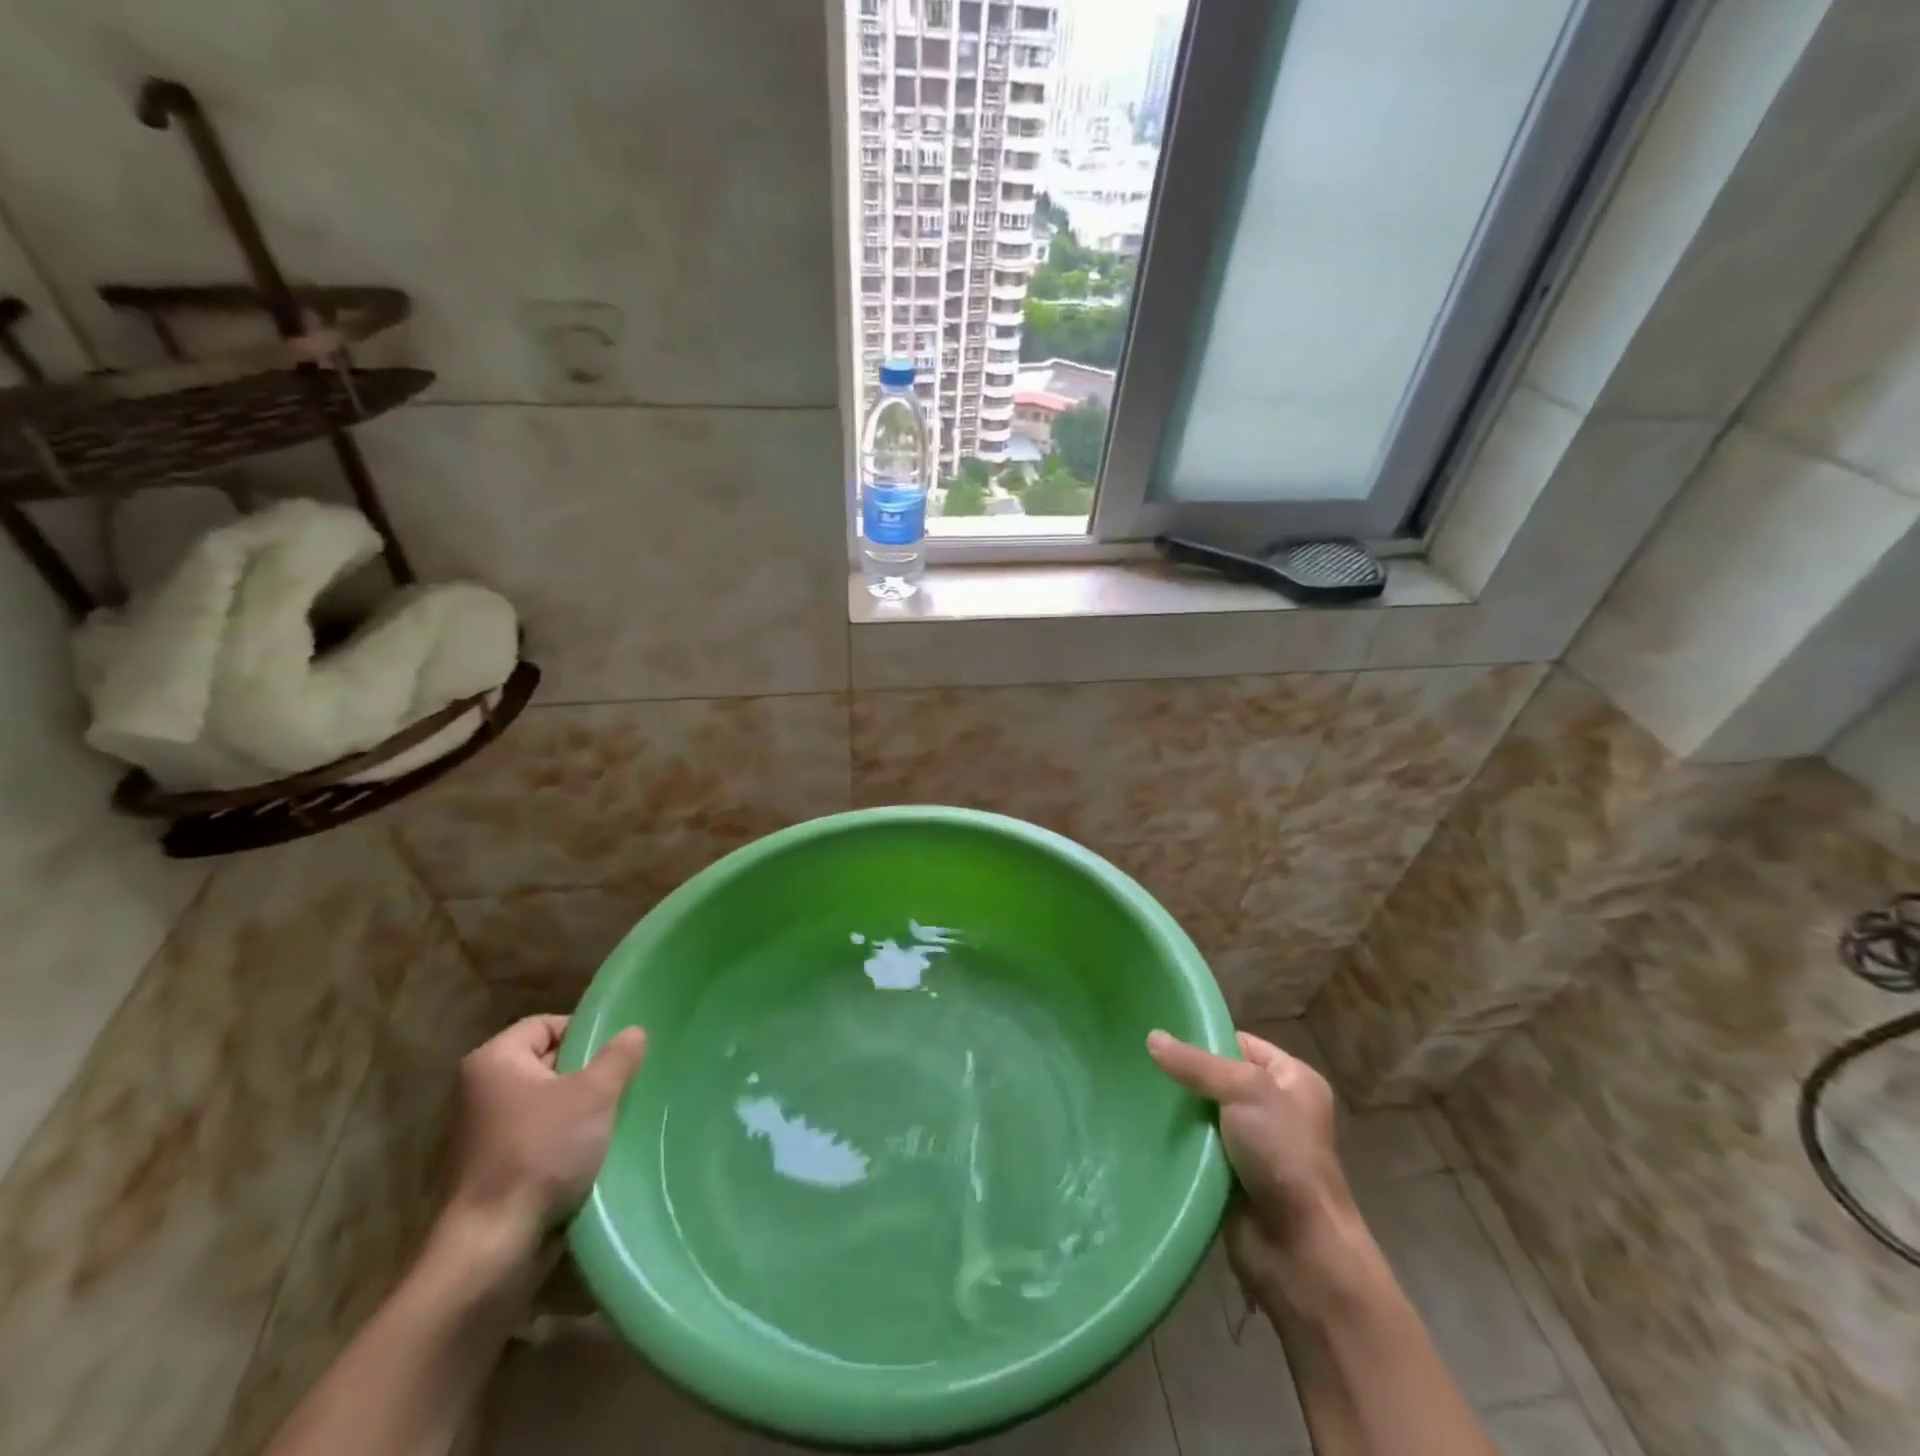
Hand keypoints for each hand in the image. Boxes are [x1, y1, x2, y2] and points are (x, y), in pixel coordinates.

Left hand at [440, 1015, 647, 1266]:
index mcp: (494, 1061)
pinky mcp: (493, 1171)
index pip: (547, 1025)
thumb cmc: (540, 1154)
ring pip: (547, 1104)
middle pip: (548, 1063)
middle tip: (624, 1082)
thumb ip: (617, 1057)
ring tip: (616, 1116)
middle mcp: (481, 1091)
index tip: (618, 1053)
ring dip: (580, 1111)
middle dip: (588, 1072)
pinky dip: (565, 1141)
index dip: (585, 1032)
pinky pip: (539, 1139)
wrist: (491, 1249)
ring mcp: (483, 1134)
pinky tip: (595, 1151)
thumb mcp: (593, 1095)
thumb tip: (634, 1031)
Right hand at [1148, 1028, 1359, 1302]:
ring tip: (1133, 1090)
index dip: (1204, 1037)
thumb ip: (1196, 1064)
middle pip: (1217, 1077)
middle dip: (1184, 1073)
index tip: (1161, 1034)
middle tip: (1138, 1061)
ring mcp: (1253, 1145)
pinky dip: (1177, 1140)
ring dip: (1177, 1109)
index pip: (1239, 1043)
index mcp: (1293, 1079)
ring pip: (1203, 1112)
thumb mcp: (1245, 1091)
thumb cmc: (1284, 1156)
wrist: (1299, 1251)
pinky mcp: (1231, 1176)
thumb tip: (1152, 1037)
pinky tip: (1144, 1127)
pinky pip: (1197, 1146)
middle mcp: (1275, 1107)